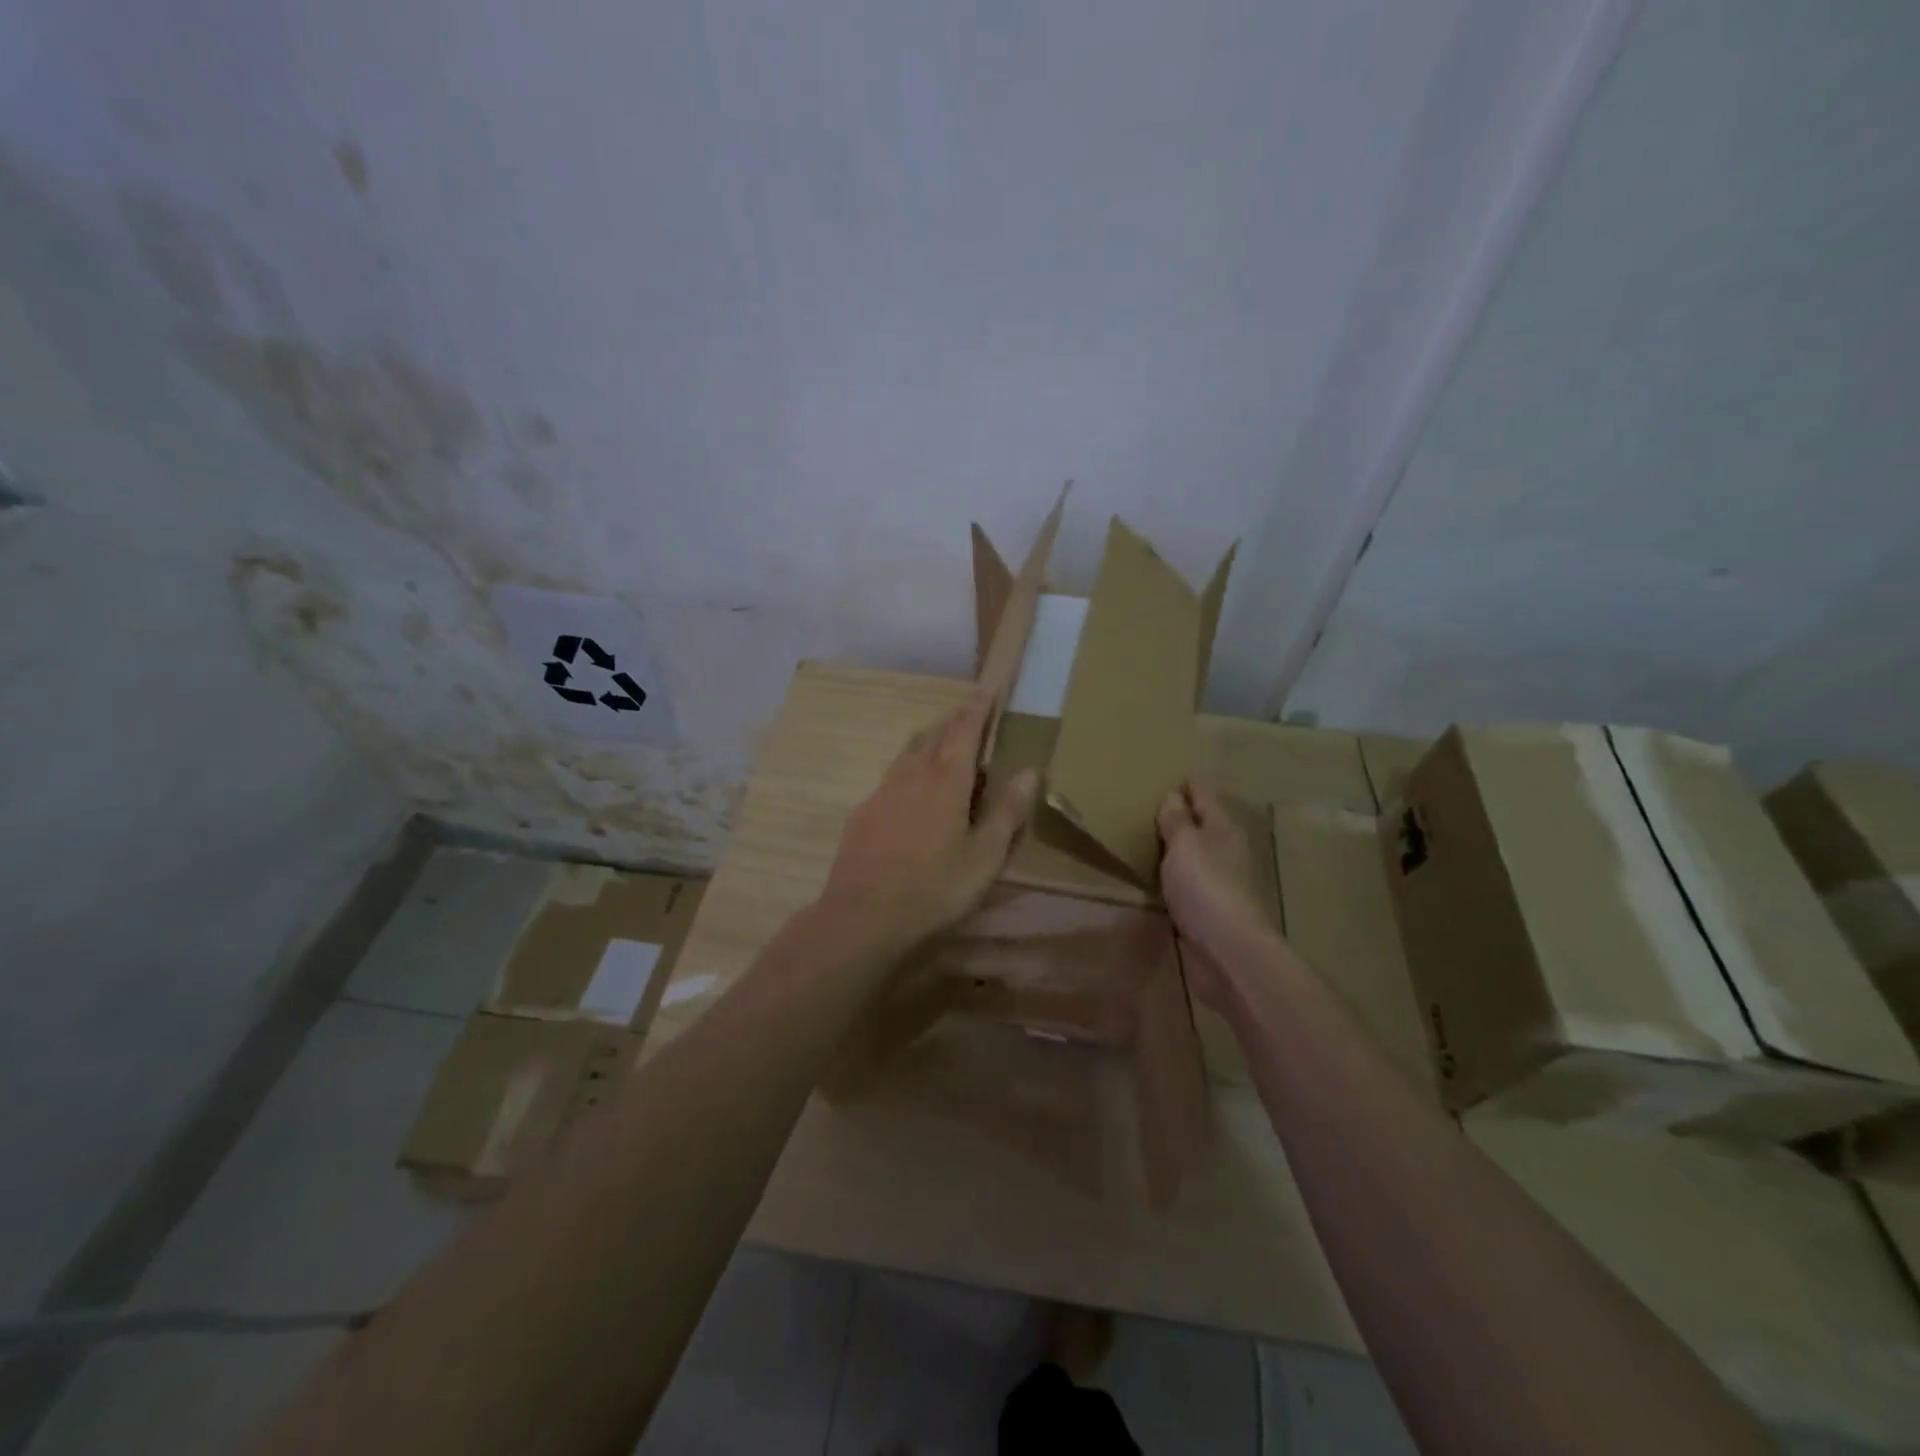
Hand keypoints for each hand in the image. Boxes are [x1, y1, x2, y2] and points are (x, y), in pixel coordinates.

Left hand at [817, 690, 1038, 949]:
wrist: (862, 917)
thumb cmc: (935, 889)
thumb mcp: (985, 857)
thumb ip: (1007, 813)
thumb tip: (1030, 771)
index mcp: (946, 780)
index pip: (964, 730)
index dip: (977, 709)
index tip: (986, 690)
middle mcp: (912, 775)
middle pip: (934, 735)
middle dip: (953, 720)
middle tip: (968, 713)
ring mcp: (882, 792)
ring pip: (908, 752)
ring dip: (928, 740)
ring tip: (941, 741)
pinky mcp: (862, 813)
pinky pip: (891, 776)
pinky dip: (908, 768)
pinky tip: (909, 788)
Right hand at [1157, 782, 1274, 1006]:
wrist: (1230, 951)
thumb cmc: (1206, 888)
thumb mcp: (1184, 845)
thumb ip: (1177, 821)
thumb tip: (1174, 796)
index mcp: (1224, 827)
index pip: (1205, 794)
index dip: (1188, 784)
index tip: (1170, 776)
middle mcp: (1228, 850)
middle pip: (1205, 824)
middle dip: (1185, 815)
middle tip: (1154, 806)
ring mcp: (1224, 881)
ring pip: (1200, 854)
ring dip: (1182, 847)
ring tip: (1154, 839)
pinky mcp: (1215, 909)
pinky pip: (1194, 882)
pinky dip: (1181, 875)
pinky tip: (1164, 878)